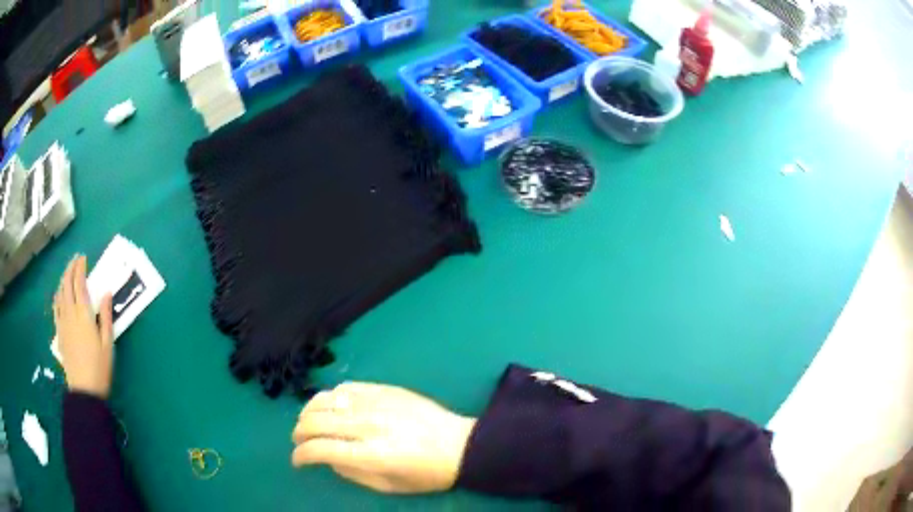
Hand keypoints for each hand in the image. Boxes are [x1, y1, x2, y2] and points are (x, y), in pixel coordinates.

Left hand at [53, 255, 113, 398]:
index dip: (80, 267)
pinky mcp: (59, 331)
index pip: (79, 283)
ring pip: (60, 293)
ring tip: (68, 273)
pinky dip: (57, 295)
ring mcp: (62, 321)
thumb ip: (106, 317)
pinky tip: (59, 294)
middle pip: (67, 283)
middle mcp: (70, 312)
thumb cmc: (99, 368)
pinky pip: (55, 307)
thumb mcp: (108, 344)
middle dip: (70, 268)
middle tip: (76, 260)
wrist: (84, 390)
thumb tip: (107, 293)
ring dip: (63, 279)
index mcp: (83, 314)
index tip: (83, 258)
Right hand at [292, 382, 475, 493]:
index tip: (298, 461)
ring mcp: (377, 402)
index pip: (320, 449)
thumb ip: (352, 473)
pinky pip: (346, 387)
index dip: (301, 455)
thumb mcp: (388, 486)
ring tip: (309, 423)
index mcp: (372, 454)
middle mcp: (369, 424)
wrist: (460, 446)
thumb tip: (327, 458)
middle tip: (299, 442)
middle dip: (299, 433)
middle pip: (316, 421)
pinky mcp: (385, 389)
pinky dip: (331, 396)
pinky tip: (331, 406)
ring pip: (326, 399)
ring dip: (309, 412)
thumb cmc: (425, 474)